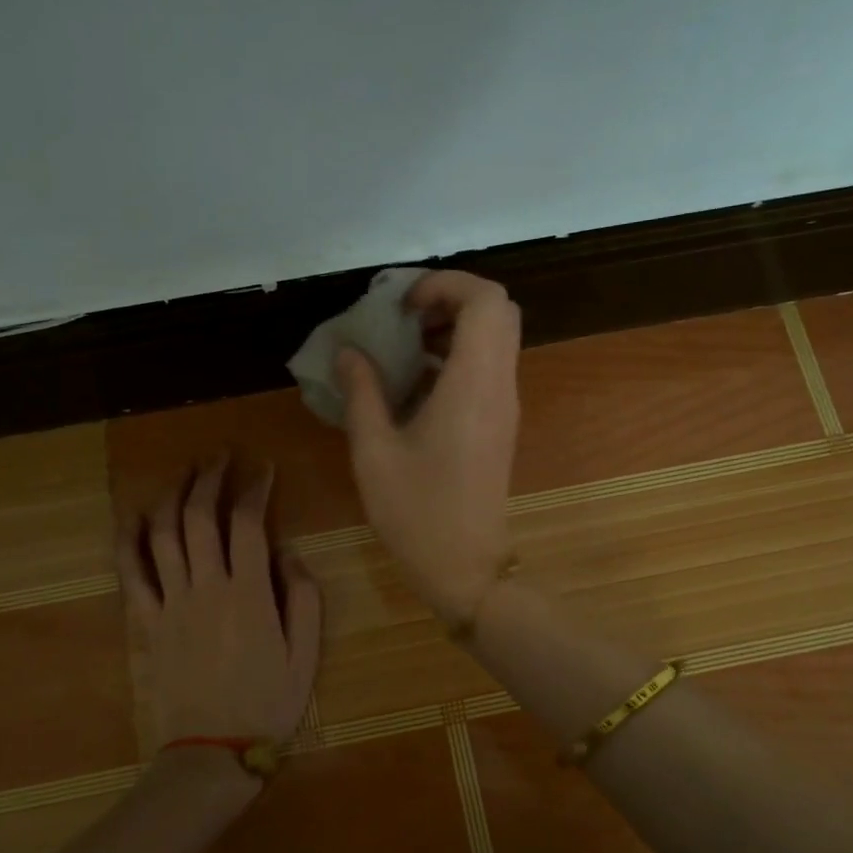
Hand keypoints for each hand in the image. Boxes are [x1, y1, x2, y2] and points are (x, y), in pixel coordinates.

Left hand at [116, 459, 322, 753]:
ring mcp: (171, 602)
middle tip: (221, 455)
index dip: (256, 489)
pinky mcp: (148, 621)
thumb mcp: (306, 654)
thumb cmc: (267, 704)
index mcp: (250, 593)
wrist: (212, 752)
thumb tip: (287, 552)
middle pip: (201, 517)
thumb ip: (303, 597)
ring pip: (165, 534)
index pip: (249, 523)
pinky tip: (135, 516)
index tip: (264, 469)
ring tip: (185, 472)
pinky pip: (132, 573)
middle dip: (211, 478)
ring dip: (173, 496)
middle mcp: (207, 587)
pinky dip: (129, 540)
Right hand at [337, 269, 520, 625]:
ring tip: (403, 346)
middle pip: (498, 311)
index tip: (402, 306)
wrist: (467, 568)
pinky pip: (488, 366)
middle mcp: (499, 386)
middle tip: (404, 317)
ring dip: (454, 327)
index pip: (485, 300)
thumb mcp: (374, 452)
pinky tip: (415, 383)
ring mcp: (504, 405)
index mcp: (472, 384)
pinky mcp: (500, 423)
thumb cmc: (417, 512)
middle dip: (451, 299)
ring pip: (496, 338)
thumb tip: (348, 352)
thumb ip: (361, 393)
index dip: (446, 284)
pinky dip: (457, 355)